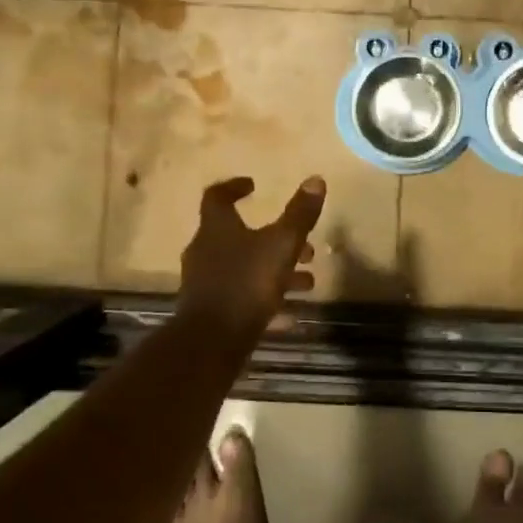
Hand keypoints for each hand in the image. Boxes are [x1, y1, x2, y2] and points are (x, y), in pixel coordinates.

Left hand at [176, 175, 325, 335]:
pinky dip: (267, 301)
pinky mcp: (212, 312)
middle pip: (239, 236)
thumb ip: (299, 215)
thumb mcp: (281, 245)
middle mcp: (205, 251)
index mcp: (217, 228)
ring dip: (276, 272)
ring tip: (307, 283)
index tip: (253, 185)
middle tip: (304, 247)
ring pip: (245, 269)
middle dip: (274, 239)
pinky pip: (243, 299)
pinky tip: (291, 316)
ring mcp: (205, 284)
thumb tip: (316, 179)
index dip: (234, 187)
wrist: (210, 343)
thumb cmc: (245, 284)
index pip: (217, 197)